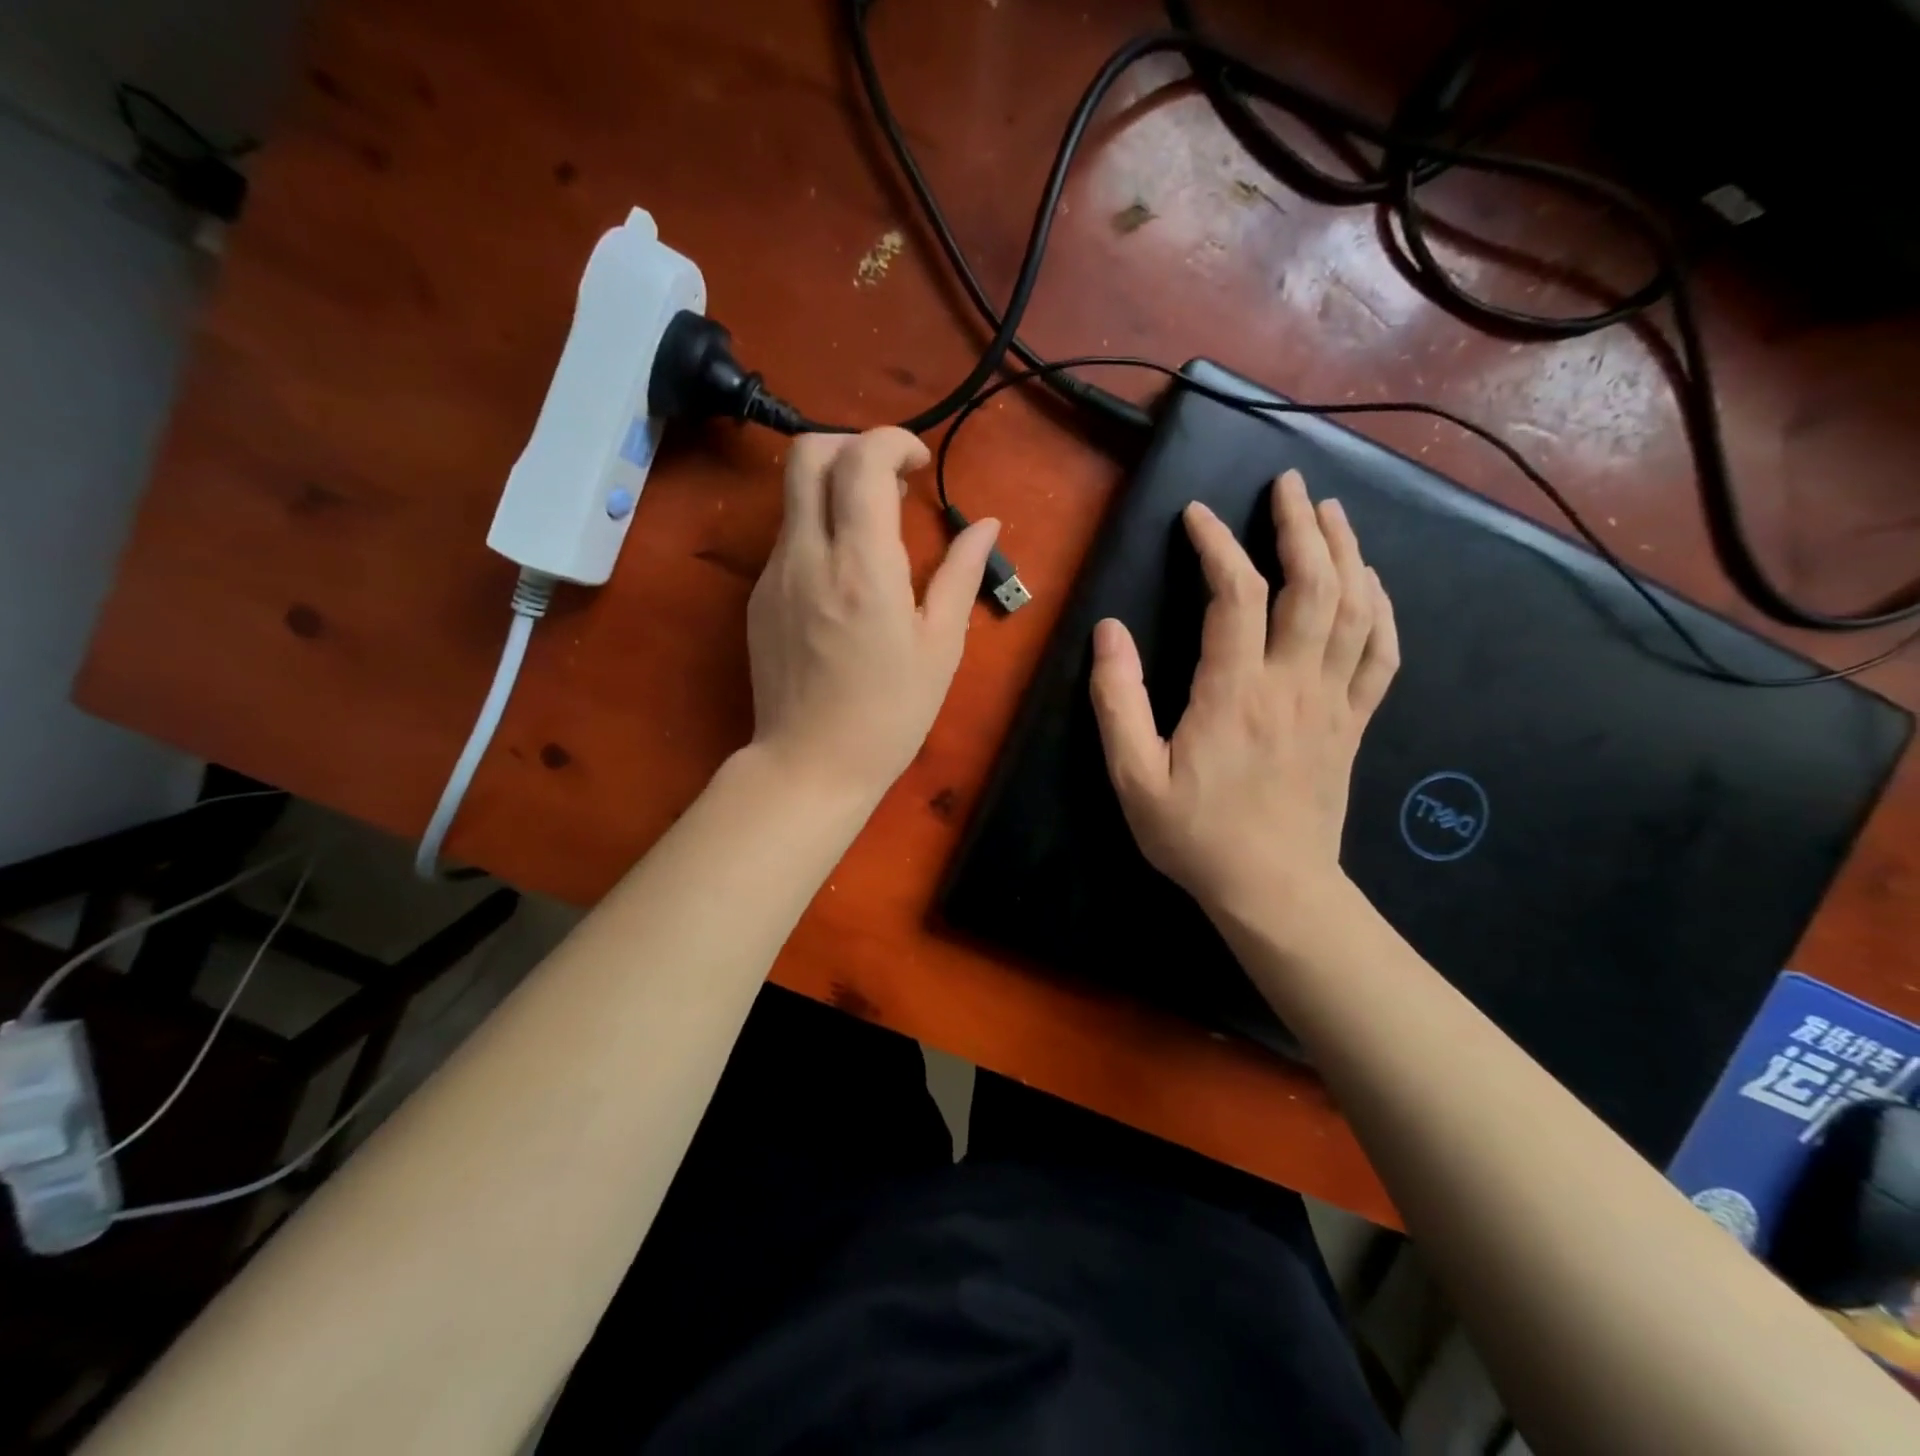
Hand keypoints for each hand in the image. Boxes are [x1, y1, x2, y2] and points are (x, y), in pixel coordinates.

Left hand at [745, 427, 1000, 806]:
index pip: (861, 459)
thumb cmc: (890, 714)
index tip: (919, 468)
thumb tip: (986, 524)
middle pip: (808, 452)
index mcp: (862, 567)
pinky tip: (845, 579)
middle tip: (890, 483)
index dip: (893, 442)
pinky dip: (819, 531)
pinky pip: (788, 539)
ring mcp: (774, 575)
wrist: (810, 764)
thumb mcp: (940, 647)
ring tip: (873, 533)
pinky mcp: (758, 597)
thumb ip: (960, 574)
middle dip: (852, 446)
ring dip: (835, 489)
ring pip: (794, 494)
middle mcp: (808, 556)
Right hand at [1089, 470, 1398, 924]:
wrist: (1274, 890)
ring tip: (1332, 513)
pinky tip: (1373, 585)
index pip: (1236, 595)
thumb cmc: (1196, 836)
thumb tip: (1109, 632)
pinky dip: (1381, 611)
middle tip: (1289, 485)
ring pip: (1355, 610)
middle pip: (1313, 586)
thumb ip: (1118, 702)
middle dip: (1301, 526)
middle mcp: (1293, 684)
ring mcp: (1333, 703)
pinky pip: (1381, 656)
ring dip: (1347, 553)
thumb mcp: (1134, 777)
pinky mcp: (1353, 725)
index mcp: (1235, 692)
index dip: (1217, 545)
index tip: (1196, 516)